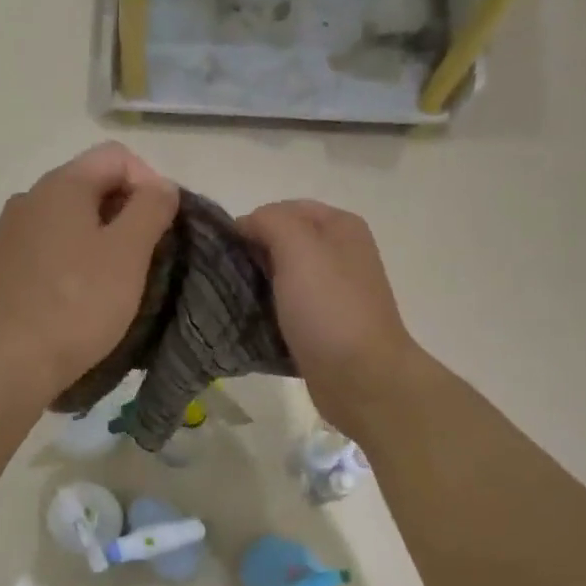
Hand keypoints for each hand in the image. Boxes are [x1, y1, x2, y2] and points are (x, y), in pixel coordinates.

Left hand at [0, 142, 178, 401]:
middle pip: (90, 186)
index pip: (116, 157)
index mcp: (60, 185)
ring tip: (114, 280)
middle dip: (125, 213)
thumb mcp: (129, 253)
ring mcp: (8, 234)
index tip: (163, 227)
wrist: (13, 362)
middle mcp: (28, 198)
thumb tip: (160, 186)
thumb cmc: (79, 304)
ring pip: (68, 221)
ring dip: (98, 239)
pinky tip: (78, 295)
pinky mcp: (0, 267)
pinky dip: (71, 260)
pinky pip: (47, 249)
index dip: (150, 184)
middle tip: (146, 257)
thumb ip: (152, 208)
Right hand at [238, 200, 425, 438]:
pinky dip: (268, 311)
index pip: (283, 208)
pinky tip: (250, 322)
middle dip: (252, 254)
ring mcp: (334, 290)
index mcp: (340, 226)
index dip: (252, 223)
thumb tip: (247, 224)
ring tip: (231, 300)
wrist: (362, 378)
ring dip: (257, 284)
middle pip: (283, 241)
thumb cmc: (329, 309)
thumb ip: (271, 222)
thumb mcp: (299, 249)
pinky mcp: (323, 323)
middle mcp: (340, 252)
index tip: (225, 251)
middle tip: (224, 277)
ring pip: (282, 275)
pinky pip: (288, 306)